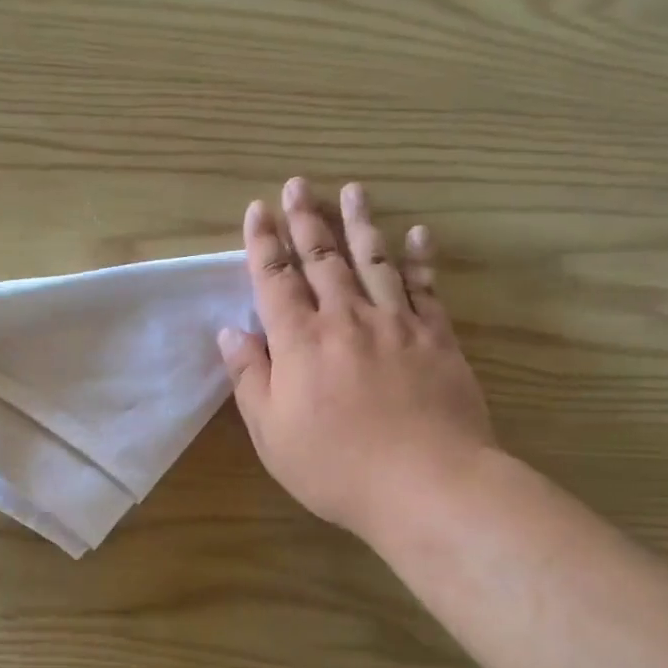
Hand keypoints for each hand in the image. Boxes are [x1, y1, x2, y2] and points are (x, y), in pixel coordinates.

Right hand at [219, 179, 494, 545]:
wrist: (425, 484)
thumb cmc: (335, 467)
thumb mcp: (272, 433)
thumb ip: (249, 378)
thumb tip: (231, 332)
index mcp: (299, 342)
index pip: (275, 280)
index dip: (263, 244)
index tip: (258, 210)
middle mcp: (346, 319)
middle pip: (323, 259)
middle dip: (307, 220)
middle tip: (299, 184)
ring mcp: (396, 324)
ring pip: (374, 260)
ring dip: (360, 223)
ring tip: (353, 189)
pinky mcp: (437, 338)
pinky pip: (426, 287)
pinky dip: (420, 258)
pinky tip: (418, 233)